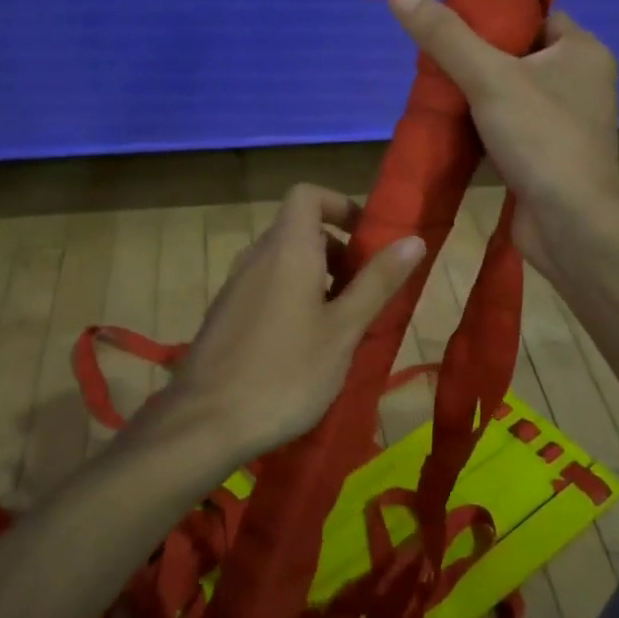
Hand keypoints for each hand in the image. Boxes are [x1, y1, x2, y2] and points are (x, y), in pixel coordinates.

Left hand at [156, 185, 425, 463]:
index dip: (340, 205)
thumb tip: (413, 239)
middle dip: (337, 252)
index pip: (307, 195)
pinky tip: (305, 347)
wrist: (205, 422)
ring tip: (340, 326)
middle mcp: (256, 256)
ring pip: (283, 262)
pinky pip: (266, 287)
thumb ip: (378, 282)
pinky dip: (292, 298)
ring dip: (317, 279)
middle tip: (363, 294)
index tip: (367, 240)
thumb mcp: (344, 330)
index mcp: (287, 249)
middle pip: (299, 230)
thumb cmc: (286, 373)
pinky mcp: (225, 314)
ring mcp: (235, 286)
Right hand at [386, 0, 618, 279]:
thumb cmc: (540, 139)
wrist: (571, 224)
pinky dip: (485, 129)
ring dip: (478, 98)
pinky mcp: (551, 157)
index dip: (495, 16)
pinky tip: (453, 131)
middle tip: (435, 63)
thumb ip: (444, 35)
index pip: (536, 16)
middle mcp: (582, 83)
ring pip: (513, 96)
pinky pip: (513, 129)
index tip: (452, 25)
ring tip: (436, 93)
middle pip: (520, 56)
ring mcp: (568, 123)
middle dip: (478, 60)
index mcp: (583, 51)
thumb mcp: (488, 77)